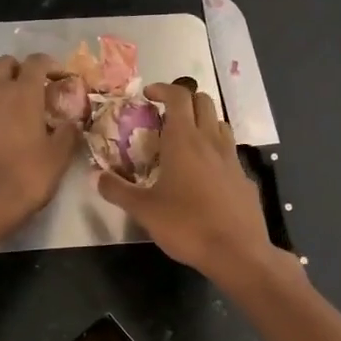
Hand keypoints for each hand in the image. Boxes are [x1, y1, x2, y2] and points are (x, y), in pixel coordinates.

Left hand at [0, 53, 81, 235]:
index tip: (59, 77)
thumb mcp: (59, 157)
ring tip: (12, 121)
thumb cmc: (27, 176)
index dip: (49, 64)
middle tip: (33, 91)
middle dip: (19, 70)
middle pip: (4, 64)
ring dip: (0, 97)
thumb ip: (68, 132)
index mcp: (22, 94)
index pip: (36, 62)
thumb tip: (72, 122)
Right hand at [97, 81, 276, 282]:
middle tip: (164, 116)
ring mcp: (232, 158)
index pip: (178, 96)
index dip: (163, 89)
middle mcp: (210, 141)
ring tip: (185, 141)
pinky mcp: (244, 178)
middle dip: (184, 101)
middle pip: (203, 101)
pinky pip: (229, 152)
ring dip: (202, 122)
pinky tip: (204, 174)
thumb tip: (95, 176)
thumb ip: (117, 190)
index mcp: (184, 140)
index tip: (148, 96)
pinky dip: (215, 150)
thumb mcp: (144, 210)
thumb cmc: (187, 225)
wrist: (237, 252)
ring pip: (219, 123)